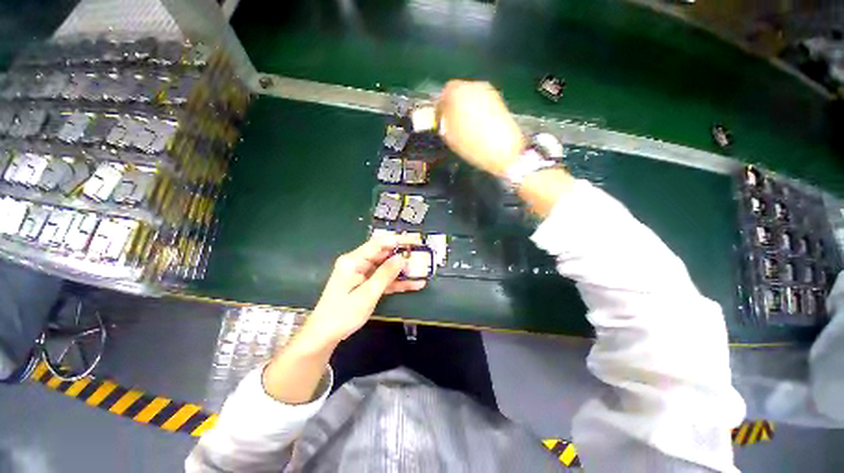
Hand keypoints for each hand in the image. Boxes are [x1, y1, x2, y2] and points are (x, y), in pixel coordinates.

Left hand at [299, 234, 425, 346]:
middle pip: (384, 254)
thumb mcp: (367, 294)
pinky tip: (414, 284)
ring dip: (403, 270)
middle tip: (423, 255)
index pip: (379, 244)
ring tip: (422, 269)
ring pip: (386, 267)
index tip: (416, 240)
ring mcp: (363, 274)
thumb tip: (401, 258)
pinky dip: (397, 282)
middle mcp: (358, 263)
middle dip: (403, 254)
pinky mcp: (366, 284)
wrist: (325, 335)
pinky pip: (384, 279)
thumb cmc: (343, 314)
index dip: (398, 240)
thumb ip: (385, 274)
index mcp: (353, 261)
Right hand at [438, 80, 525, 176]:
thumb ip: (444, 121)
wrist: (502, 149)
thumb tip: (444, 116)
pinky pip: (482, 102)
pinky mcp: (499, 100)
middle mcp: (473, 86)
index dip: (441, 107)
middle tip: (452, 123)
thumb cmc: (471, 144)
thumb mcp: (450, 136)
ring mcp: (488, 91)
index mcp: (457, 92)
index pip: (443, 94)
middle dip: (454, 105)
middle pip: (459, 92)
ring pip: (471, 97)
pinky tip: (478, 126)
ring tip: (466, 126)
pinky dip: (477, 111)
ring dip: (466, 108)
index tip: (441, 120)